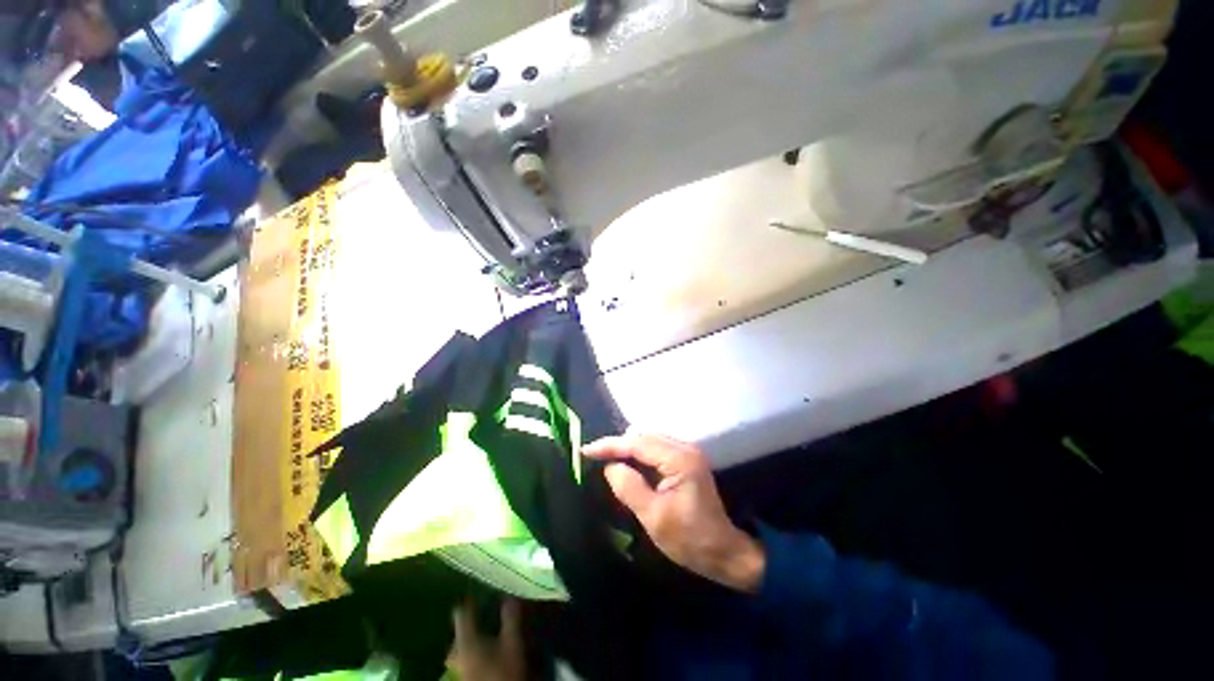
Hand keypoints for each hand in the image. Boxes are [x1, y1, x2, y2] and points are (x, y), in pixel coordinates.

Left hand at [449, 598, 525, 680]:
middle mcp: (456, 652)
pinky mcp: (463, 678)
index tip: (481, 593)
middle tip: (487, 616)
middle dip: (472, 623)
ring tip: (489, 634)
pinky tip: (488, 652)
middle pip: (460, 632)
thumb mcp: (513, 643)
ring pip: (463, 647)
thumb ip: (510, 618)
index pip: (461, 612)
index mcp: (465, 640)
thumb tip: (509, 596)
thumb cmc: (503, 672)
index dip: (470, 601)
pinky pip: (466, 658)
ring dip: (474, 638)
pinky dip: (475, 651)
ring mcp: (457, 668)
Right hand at [584, 433, 765, 592]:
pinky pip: (656, 447)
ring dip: (628, 448)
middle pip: (642, 436)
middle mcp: (684, 447)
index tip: (585, 450)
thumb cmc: (689, 539)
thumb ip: (629, 487)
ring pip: (648, 439)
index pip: (637, 444)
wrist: (724, 551)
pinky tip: (629, 465)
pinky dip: (639, 453)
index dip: (609, 445)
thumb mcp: (654, 517)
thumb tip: (610, 466)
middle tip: (595, 458)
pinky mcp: (686, 459)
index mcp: (678, 459)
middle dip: (618, 445)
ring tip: (608, 461)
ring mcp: (687, 451)